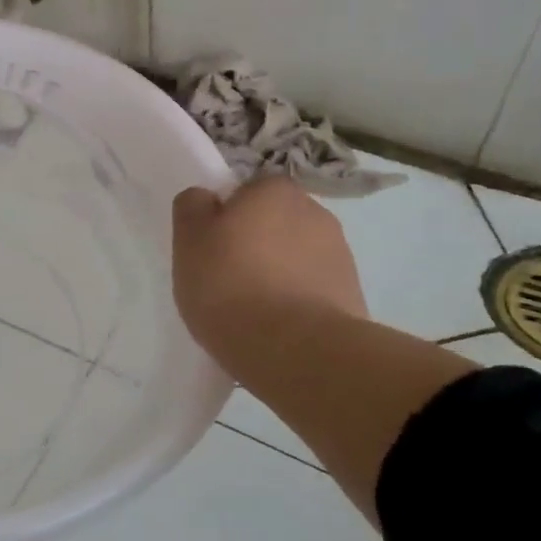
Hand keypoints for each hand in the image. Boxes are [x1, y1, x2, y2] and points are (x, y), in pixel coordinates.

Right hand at [172, 179, 366, 351]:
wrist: (297, 350)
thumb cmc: (230, 286)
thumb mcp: (189, 241)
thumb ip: (192, 207)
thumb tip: (205, 199)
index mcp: (273, 190)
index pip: (245, 192)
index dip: (226, 218)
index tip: (212, 250)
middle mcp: (314, 211)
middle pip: (273, 222)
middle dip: (256, 243)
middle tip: (228, 280)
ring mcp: (340, 253)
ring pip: (295, 255)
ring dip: (278, 272)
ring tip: (254, 310)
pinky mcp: (352, 293)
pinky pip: (312, 288)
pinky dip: (297, 300)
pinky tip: (278, 326)